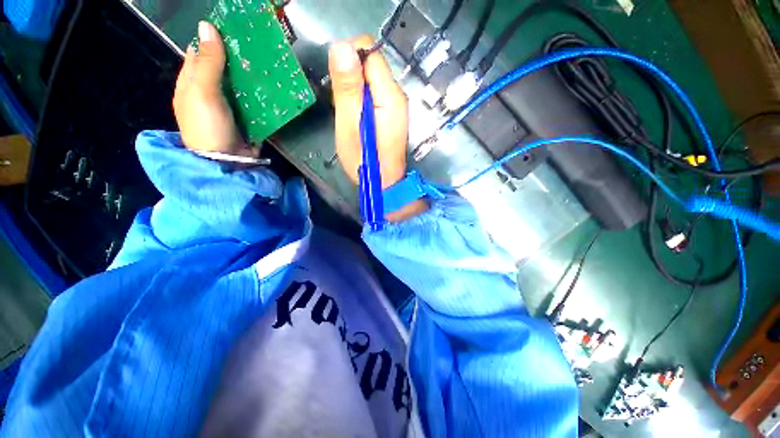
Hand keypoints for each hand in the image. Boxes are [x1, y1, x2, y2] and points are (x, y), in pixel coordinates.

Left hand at [173, 22, 256, 157]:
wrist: (227, 162)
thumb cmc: (208, 126)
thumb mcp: (203, 92)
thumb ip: (207, 62)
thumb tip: (207, 26)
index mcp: (191, 83)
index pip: (200, 54)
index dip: (213, 41)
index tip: (234, 32)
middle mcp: (209, 93)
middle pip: (223, 69)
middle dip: (237, 59)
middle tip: (256, 48)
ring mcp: (229, 108)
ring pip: (240, 86)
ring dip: (252, 77)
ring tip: (268, 65)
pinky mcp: (246, 120)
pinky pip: (254, 103)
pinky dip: (261, 96)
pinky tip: (272, 88)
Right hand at [328, 37, 427, 221]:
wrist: (384, 184)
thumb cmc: (365, 161)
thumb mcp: (350, 127)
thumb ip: (347, 89)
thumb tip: (342, 47)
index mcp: (389, 95)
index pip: (369, 51)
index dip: (349, 60)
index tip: (340, 86)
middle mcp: (398, 95)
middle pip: (370, 64)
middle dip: (351, 79)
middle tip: (345, 108)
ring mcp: (396, 105)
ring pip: (370, 79)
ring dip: (354, 91)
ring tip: (351, 116)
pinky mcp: (392, 113)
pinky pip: (373, 93)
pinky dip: (361, 100)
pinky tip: (358, 120)